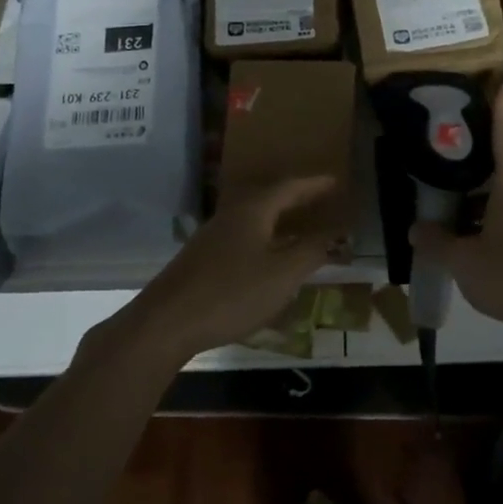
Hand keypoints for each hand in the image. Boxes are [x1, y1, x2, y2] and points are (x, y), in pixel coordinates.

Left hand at [120, 176, 338, 362]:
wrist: (166, 322)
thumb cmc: (231, 293)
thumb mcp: (282, 275)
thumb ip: (311, 252)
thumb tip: (336, 234)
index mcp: (254, 210)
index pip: (290, 187)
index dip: (314, 184)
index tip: (336, 181)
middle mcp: (232, 214)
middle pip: (270, 197)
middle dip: (297, 198)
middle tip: (322, 199)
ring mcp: (213, 235)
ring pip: (255, 217)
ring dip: (280, 217)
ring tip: (301, 224)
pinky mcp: (203, 257)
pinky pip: (243, 234)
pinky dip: (265, 236)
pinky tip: (269, 255)